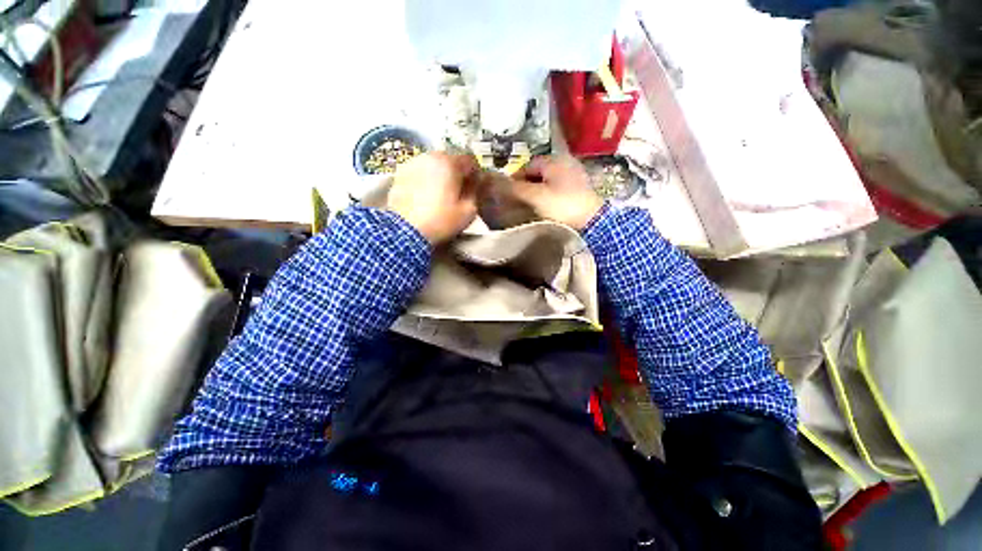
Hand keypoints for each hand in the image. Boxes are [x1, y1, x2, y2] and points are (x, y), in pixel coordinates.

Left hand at [388, 152, 479, 244]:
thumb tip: (476, 182)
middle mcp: (431, 156)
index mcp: (450, 163)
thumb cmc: (441, 220)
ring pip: (434, 163)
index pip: (470, 160)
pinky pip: (420, 171)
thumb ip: (475, 192)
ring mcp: (413, 162)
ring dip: (441, 174)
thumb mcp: (468, 211)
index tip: (476, 187)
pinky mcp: (400, 172)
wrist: (405, 230)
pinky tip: (426, 194)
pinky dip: (426, 178)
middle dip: (457, 172)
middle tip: (459, 190)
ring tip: (441, 192)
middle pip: (450, 159)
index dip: (475, 173)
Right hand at [511, 156, 603, 230]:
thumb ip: (515, 188)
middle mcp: (566, 162)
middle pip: (539, 173)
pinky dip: (550, 195)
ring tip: (531, 206)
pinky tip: (547, 207)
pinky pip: (559, 189)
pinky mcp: (581, 189)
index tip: (508, 194)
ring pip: (549, 181)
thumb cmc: (561, 205)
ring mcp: (576, 175)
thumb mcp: (535, 197)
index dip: (515, 178)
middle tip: (519, 201)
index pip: (527, 165)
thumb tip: (497, 182)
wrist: (593, 221)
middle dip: (527, 185)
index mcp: (554, 160)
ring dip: (538, 191)